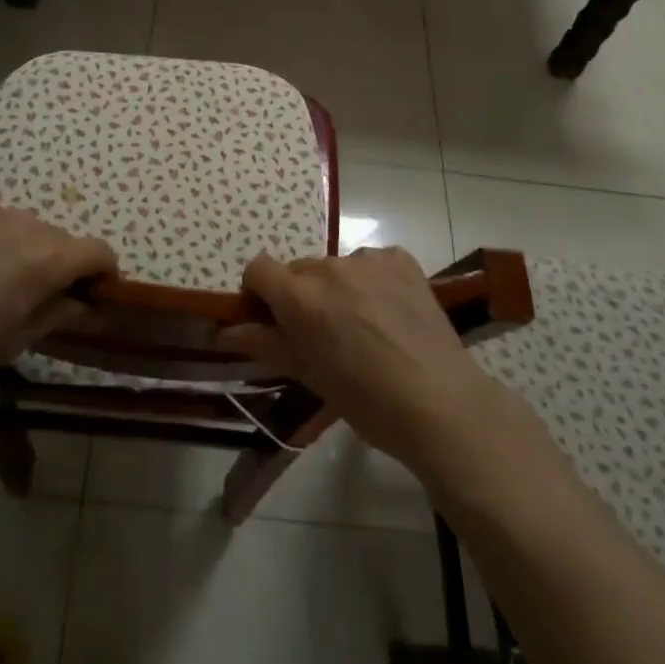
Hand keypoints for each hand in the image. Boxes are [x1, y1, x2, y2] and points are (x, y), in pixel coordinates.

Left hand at [0, 197, 115, 393]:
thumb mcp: (15, 340)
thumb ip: (59, 314)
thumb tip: (89, 305)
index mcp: (47, 258)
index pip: (99, 251)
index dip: (104, 272)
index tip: (93, 292)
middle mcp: (26, 222)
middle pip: (60, 238)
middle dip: (58, 263)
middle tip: (33, 293)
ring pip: (24, 224)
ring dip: (22, 246)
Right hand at [221, 248, 517, 477]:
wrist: (440, 404)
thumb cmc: (365, 400)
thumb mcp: (307, 374)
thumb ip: (263, 343)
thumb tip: (224, 331)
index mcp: (300, 296)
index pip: (258, 268)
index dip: (259, 292)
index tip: (271, 319)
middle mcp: (329, 267)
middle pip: (299, 271)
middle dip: (301, 296)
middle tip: (323, 334)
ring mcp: (369, 259)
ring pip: (337, 268)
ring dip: (338, 289)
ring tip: (364, 328)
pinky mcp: (401, 259)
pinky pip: (372, 263)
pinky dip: (372, 282)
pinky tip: (390, 315)